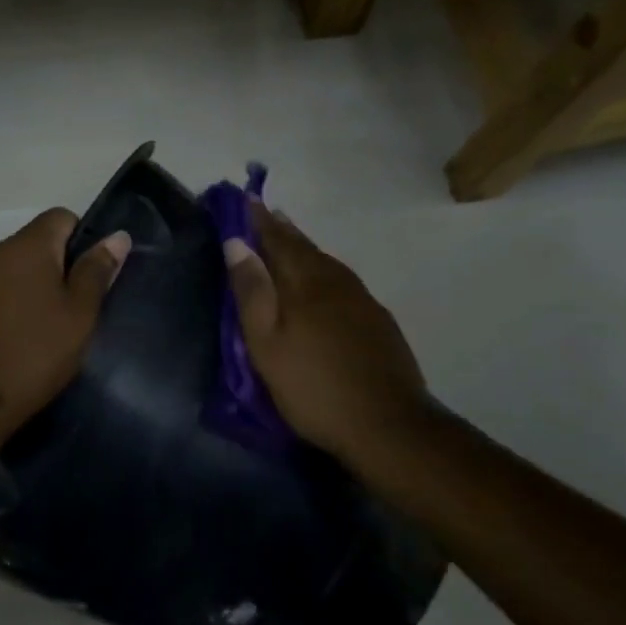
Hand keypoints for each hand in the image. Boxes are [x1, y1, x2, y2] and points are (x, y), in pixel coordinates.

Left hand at [0, 209, 130, 442]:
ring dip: (36, 287)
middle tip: (78, 308)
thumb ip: (97, 271)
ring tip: (50, 328)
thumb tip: (117, 236)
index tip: (92, 278)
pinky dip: (14, 304)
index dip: (84, 240)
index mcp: (27, 245)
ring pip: (16, 268)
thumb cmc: (34, 353)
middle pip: (38, 242)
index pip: (61, 217)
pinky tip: (21, 338)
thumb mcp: (79, 314)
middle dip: (61, 266)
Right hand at [223, 202, 432, 470]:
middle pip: (305, 248)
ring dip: (305, 248)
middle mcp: (336, 282)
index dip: (259, 221)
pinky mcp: (378, 322)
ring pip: (327, 263)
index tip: (245, 199)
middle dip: (282, 229)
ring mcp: (363, 301)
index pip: (277, 241)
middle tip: (266, 213)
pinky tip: (323, 282)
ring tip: (289, 240)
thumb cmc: (313, 387)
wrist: (388, 425)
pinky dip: (324, 270)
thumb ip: (252, 292)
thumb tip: (236, 243)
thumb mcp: (266, 344)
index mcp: (305, 284)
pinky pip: (343, 282)